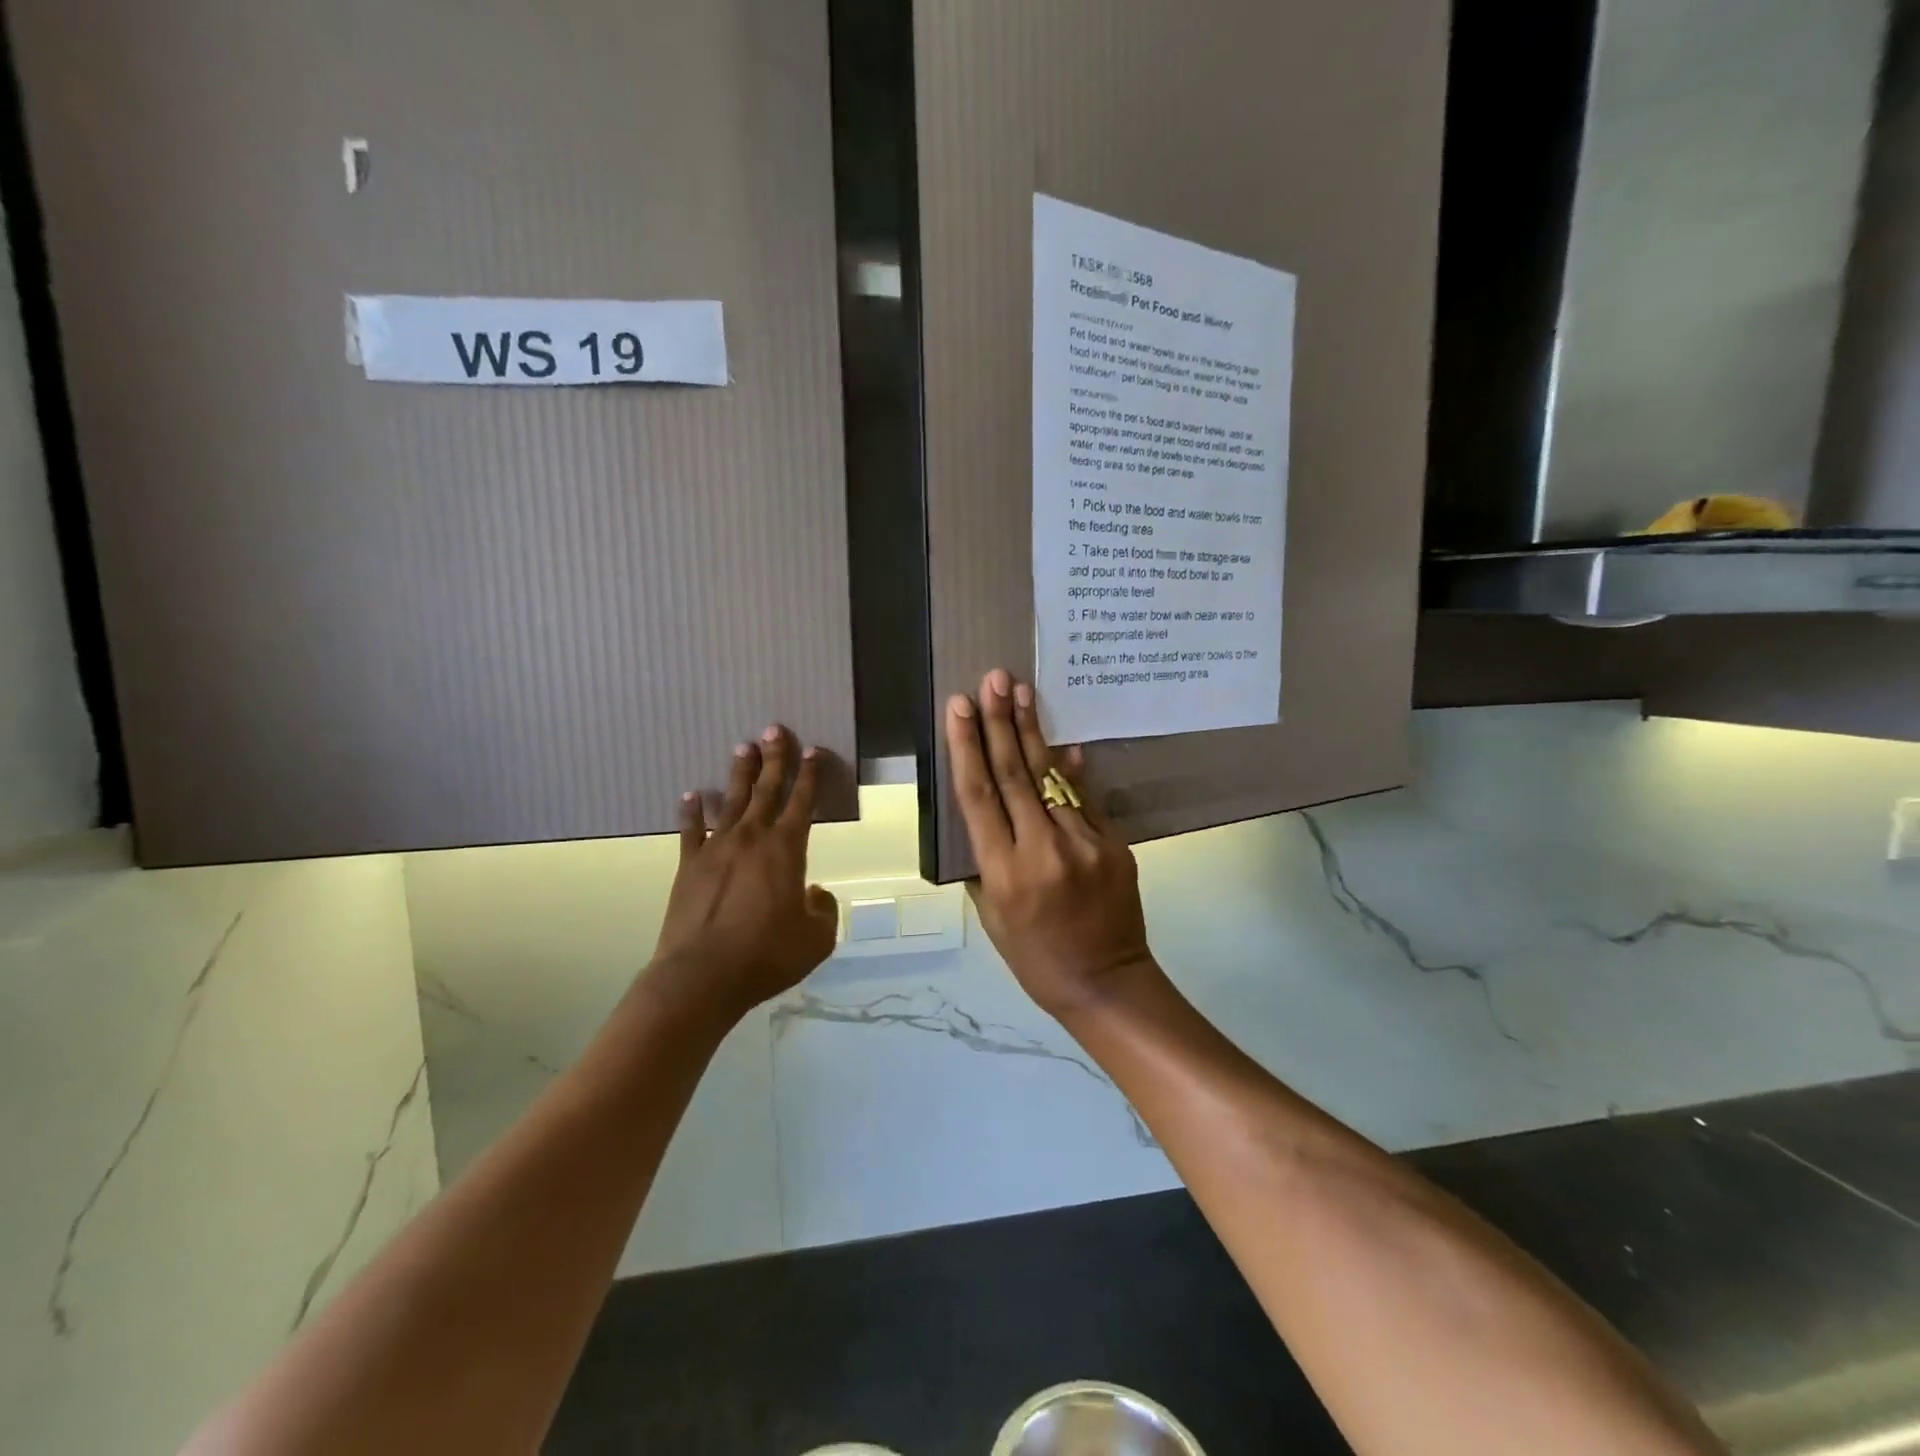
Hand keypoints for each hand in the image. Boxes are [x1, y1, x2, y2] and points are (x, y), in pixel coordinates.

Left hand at [650, 726, 838, 1016]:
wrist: (702, 976)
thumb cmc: (766, 955)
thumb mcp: (816, 939)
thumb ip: (823, 909)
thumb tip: (813, 891)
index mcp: (787, 850)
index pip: (802, 802)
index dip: (810, 775)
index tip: (813, 750)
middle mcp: (752, 838)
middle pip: (767, 789)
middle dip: (774, 758)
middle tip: (774, 729)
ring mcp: (716, 849)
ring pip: (732, 800)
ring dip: (740, 773)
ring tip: (743, 747)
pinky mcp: (688, 865)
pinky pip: (691, 830)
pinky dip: (692, 811)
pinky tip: (692, 795)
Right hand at [946, 670, 1157, 1018]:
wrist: (1107, 982)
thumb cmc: (1036, 959)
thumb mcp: (992, 918)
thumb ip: (986, 861)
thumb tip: (990, 810)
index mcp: (1004, 873)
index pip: (979, 796)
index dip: (966, 746)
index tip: (959, 706)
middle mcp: (1042, 850)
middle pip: (1014, 774)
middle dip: (999, 723)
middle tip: (994, 679)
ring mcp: (1084, 844)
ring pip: (1050, 778)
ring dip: (1032, 732)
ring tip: (1021, 692)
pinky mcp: (1113, 844)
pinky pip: (1084, 799)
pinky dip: (1069, 770)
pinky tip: (1060, 741)